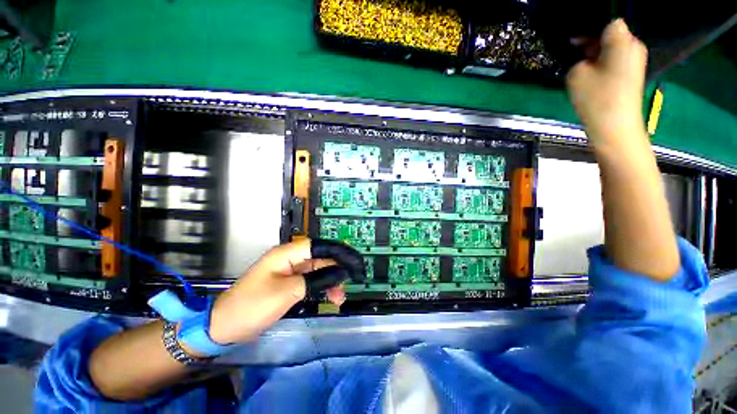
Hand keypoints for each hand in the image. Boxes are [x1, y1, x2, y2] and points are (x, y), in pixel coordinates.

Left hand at [208, 239, 349, 343]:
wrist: (224, 327)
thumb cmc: (254, 305)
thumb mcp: (289, 291)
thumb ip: (317, 279)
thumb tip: (340, 272)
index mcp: (287, 254)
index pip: (319, 246)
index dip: (338, 251)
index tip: (354, 261)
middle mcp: (290, 259)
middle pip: (320, 259)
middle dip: (336, 270)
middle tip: (350, 283)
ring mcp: (290, 272)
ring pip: (318, 271)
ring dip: (331, 282)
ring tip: (339, 298)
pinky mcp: (289, 284)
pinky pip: (311, 282)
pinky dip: (322, 288)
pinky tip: (330, 298)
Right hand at [566, 19, 647, 145]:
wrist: (615, 126)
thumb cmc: (596, 97)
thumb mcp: (577, 73)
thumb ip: (579, 57)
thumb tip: (585, 55)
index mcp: (622, 41)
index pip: (609, 22)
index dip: (590, 28)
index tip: (575, 41)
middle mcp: (634, 46)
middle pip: (613, 34)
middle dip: (594, 41)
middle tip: (576, 54)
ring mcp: (636, 61)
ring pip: (614, 48)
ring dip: (598, 54)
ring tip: (583, 67)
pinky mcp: (633, 73)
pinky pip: (617, 60)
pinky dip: (605, 63)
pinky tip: (594, 75)